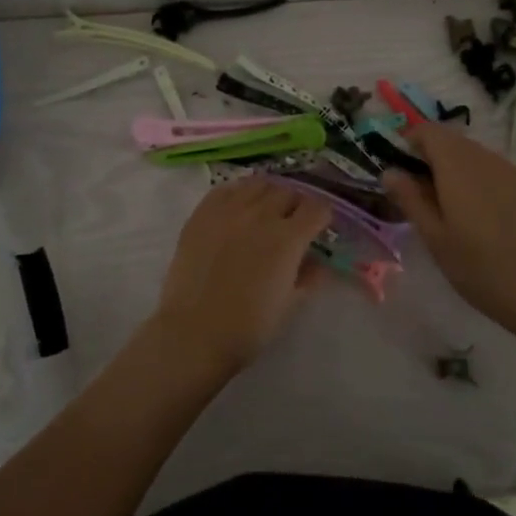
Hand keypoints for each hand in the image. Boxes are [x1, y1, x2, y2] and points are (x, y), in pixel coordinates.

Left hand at [146, 177, 332, 374]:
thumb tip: (318, 262)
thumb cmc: (248, 327)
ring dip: (269, 194)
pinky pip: (226, 189)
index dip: (322, 217)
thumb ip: (309, 277)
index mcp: (287, 239)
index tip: (319, 228)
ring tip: (266, 210)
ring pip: (258, 184)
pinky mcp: (202, 213)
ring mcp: (228, 210)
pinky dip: (239, 193)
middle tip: (293, 222)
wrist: (193, 332)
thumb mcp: (289, 304)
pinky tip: (238, 208)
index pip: (317, 208)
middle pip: (289, 192)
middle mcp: (260, 215)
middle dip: (297, 204)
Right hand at [383, 119, 515, 339]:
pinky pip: (499, 173)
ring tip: (452, 208)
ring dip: (458, 170)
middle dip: (433, 158)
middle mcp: (486, 159)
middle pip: (454, 141)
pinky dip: (483, 183)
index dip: (410, 142)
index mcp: (457, 166)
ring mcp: (514, 172)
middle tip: (421, 195)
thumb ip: (410, 199)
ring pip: (477, 156)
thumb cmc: (479, 268)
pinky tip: (485, 218)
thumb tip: (390, 171)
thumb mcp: (434, 237)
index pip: (429, 131)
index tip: (400, 169)